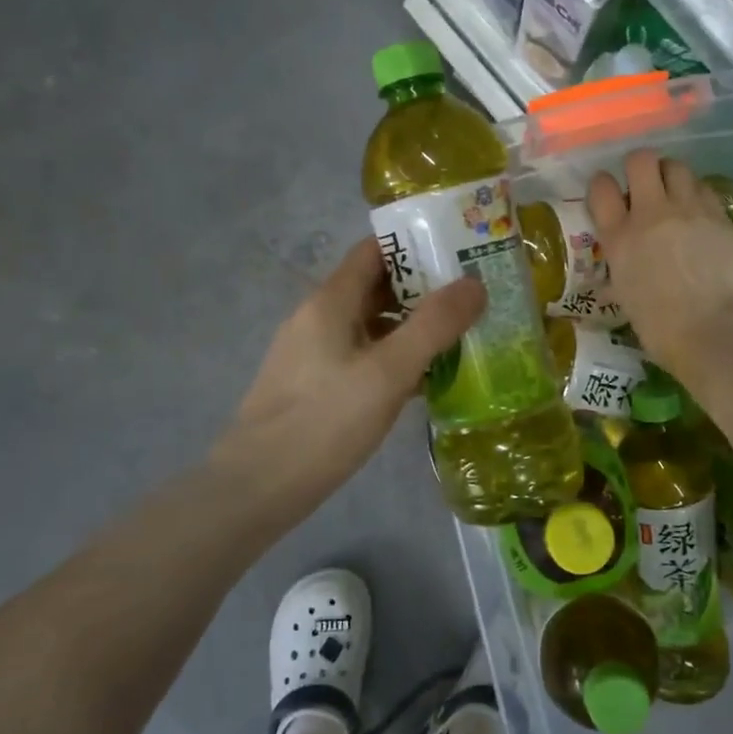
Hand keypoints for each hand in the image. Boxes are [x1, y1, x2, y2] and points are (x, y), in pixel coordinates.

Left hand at [212, 237, 486, 515]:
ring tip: (458, 336)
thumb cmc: (324, 422)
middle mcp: (318, 317)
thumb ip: (433, 325)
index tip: (459, 253)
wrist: (257, 487)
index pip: (374, 251)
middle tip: (471, 298)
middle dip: (422, 288)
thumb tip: (474, 283)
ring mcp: (312, 353)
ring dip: (410, 326)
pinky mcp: (313, 385)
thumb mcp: (388, 372)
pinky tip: (422, 380)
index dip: (415, 246)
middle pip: (374, 287)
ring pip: (369, 325)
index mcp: (330, 301)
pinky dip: (392, 358)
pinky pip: (360, 356)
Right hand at [589, 149, 732, 384]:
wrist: (712, 330)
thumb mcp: (624, 296)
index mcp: (618, 236)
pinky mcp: (718, 215)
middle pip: (640, 160)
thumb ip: (618, 272)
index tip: (609, 197)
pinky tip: (698, 213)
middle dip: (639, 168)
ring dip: (670, 176)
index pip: (600, 186)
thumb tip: (612, 277)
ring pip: (675, 165)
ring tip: (674, 195)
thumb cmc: (659, 327)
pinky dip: (696, 193)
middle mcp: (650, 213)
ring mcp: (687, 210)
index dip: (603, 186)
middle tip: (644, 187)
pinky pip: (703, 187)